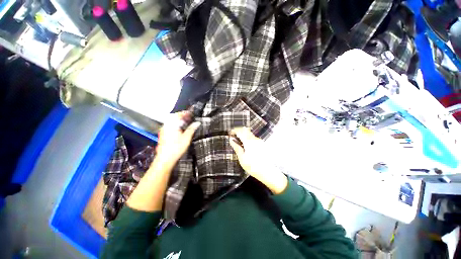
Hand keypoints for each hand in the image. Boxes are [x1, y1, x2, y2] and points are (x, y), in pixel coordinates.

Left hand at [155, 112, 200, 165]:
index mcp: (172, 124)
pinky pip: (169, 126)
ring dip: (178, 120)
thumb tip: (197, 123)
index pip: (178, 114)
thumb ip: (192, 129)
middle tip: (189, 118)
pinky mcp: (163, 134)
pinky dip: (175, 125)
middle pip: (174, 117)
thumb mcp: (186, 138)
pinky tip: (180, 129)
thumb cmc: (176, 148)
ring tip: (186, 123)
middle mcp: (166, 125)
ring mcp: (164, 130)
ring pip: (171, 121)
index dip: (185, 113)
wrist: (165, 159)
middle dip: (182, 116)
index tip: (191, 113)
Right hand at [229, 127, 287, 193]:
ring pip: (250, 135)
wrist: (268, 172)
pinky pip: (254, 139)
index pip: (240, 132)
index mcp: (249, 142)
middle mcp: (255, 140)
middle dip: (240, 132)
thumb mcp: (242, 158)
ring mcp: (260, 142)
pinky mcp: (262, 145)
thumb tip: (231, 140)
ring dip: (245, 136)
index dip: (235, 131)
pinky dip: (249, 140)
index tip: (231, 132)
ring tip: (241, 143)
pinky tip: (248, 147)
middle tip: (235, 137)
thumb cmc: (253, 167)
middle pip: (246, 131)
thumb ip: (237, 148)